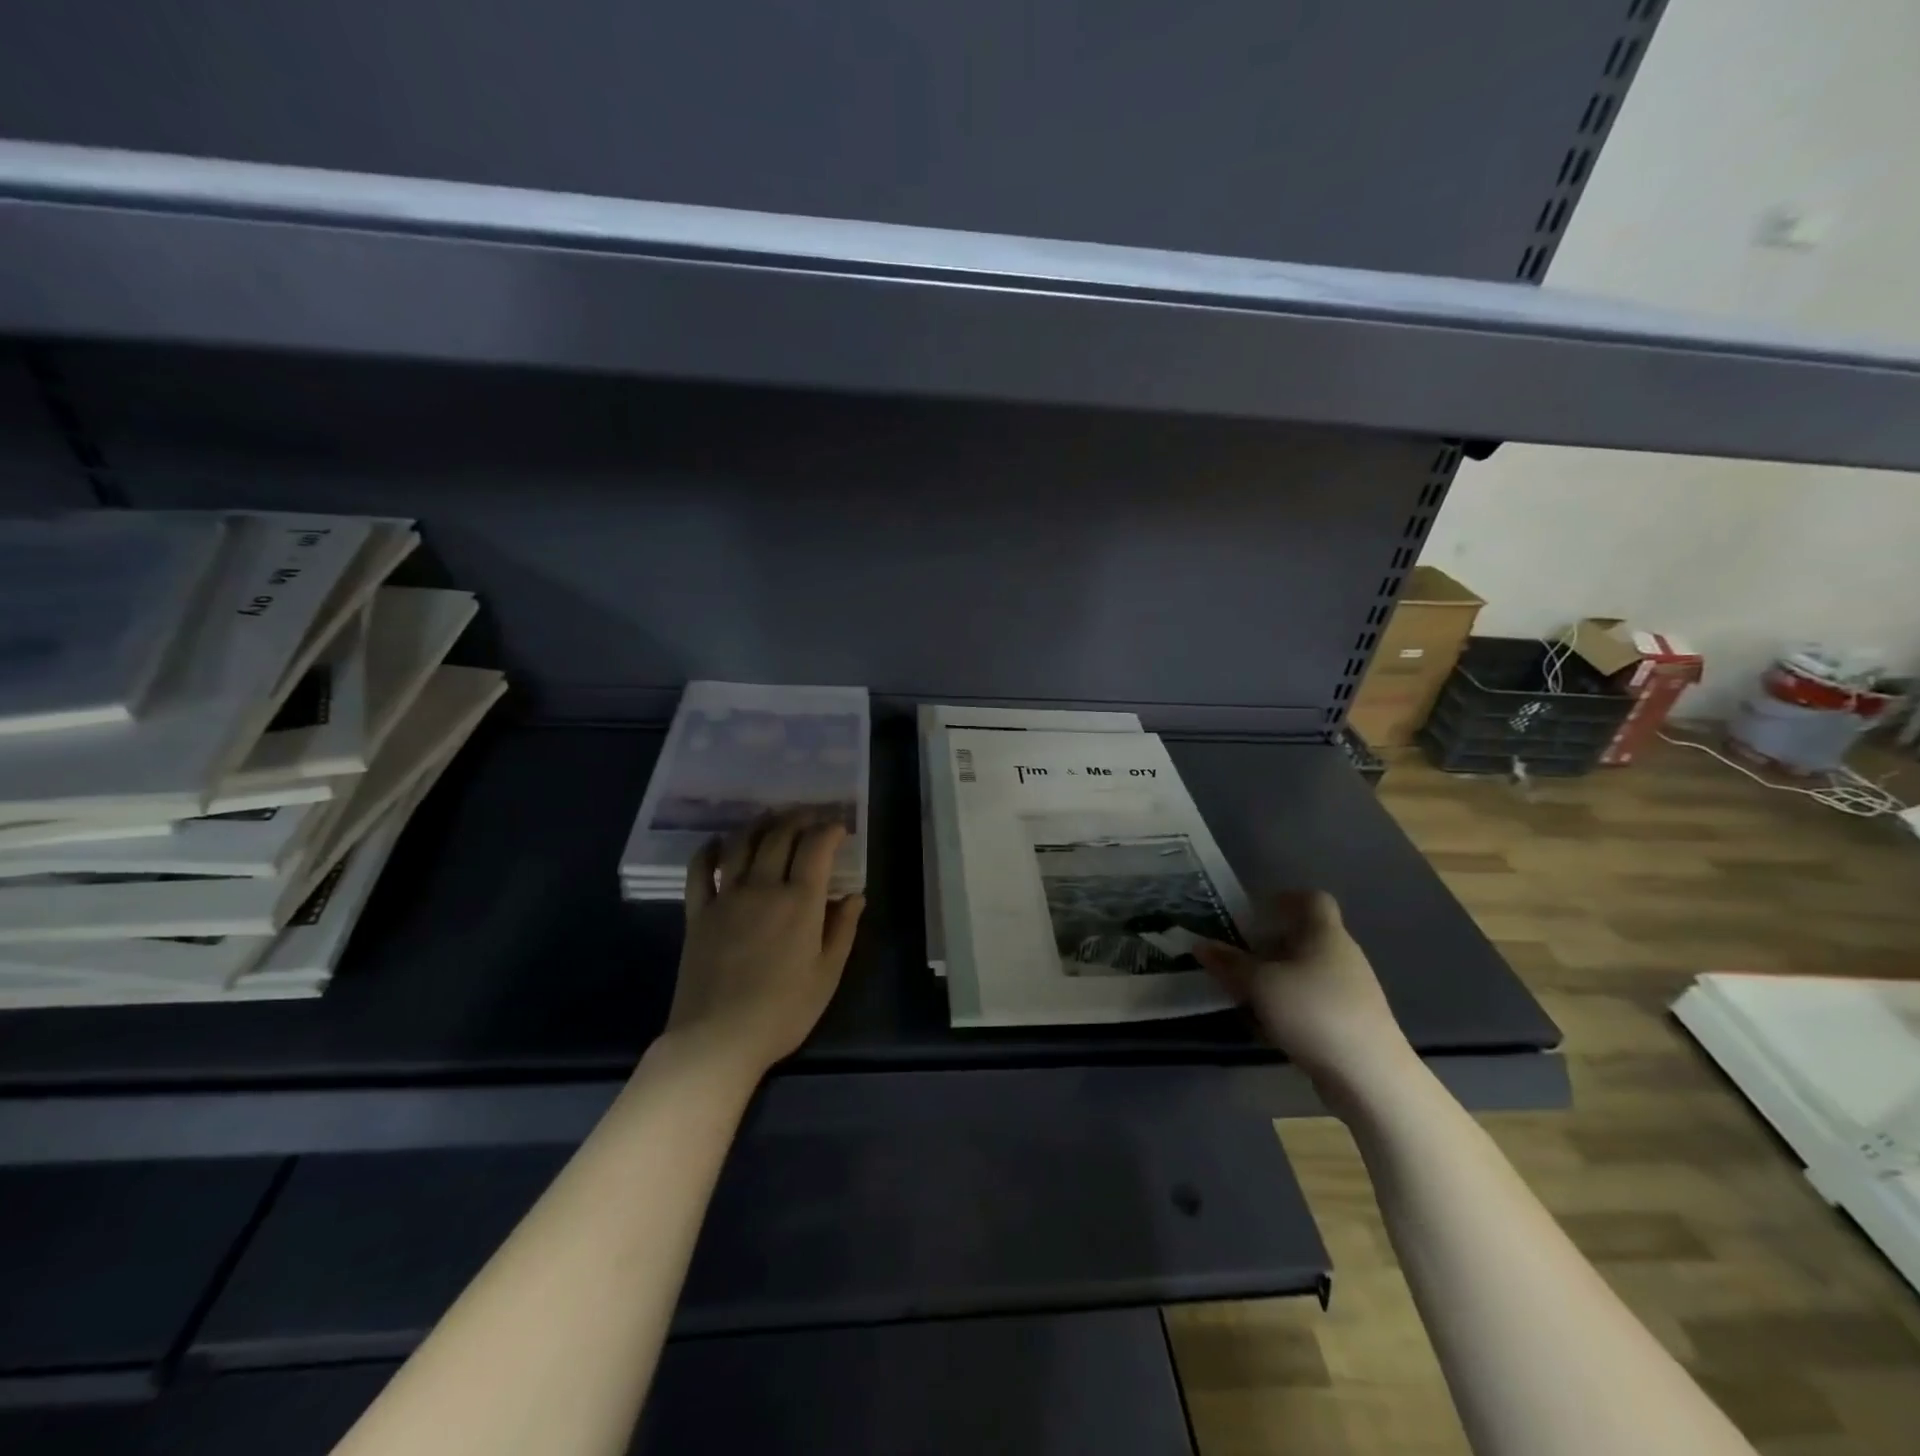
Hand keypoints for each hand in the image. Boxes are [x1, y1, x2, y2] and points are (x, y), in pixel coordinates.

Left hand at [665, 808, 865, 1081]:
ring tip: (772, 817)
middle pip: (780, 835)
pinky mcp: (698, 912)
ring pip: (741, 843)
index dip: (830, 829)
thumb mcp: (827, 975)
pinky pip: (700, 870)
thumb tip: (854, 895)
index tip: (840, 827)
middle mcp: (763, 887)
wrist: (718, 1039)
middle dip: (799, 817)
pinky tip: (717, 842)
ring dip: (759, 823)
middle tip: (811, 816)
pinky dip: (709, 850)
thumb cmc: (783, 1011)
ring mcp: (726, 897)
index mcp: (800, 902)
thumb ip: (843, 929)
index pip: (816, 847)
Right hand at [1192, 891, 1414, 1095]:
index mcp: (1325, 934)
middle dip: (1269, 945)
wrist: (1370, 1077)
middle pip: (1304, 937)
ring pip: (1306, 972)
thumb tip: (1200, 945)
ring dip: (1276, 979)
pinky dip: (1290, 1006)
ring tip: (1247, 995)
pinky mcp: (1352, 1022)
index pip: (1313, 899)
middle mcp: (1342, 955)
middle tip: (1237, 957)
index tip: (1255, 914)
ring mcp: (1351, 991)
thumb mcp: (1259, 984)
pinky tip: (1270, 1027)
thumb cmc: (1313, 1012)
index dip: (1284, 899)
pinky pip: (1313, 1001)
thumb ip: (1229, 963)